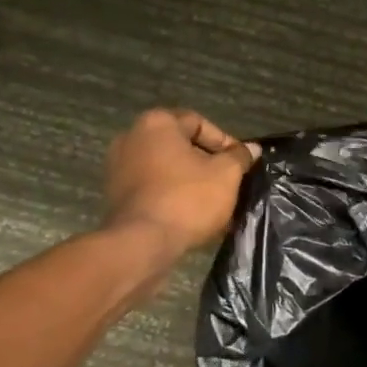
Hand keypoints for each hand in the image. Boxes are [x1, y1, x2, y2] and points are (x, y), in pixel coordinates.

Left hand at [103, 109, 257, 259]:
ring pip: (166, 168)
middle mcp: (131, 137)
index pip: (199, 123)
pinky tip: (191, 214)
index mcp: (156, 123)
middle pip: (180, 145)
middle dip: (207, 163)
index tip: (240, 163)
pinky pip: (152, 186)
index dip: (225, 142)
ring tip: (213, 202)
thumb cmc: (187, 198)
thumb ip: (239, 156)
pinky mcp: (115, 194)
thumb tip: (251, 148)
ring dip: (190, 181)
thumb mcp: (226, 174)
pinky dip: (171, 194)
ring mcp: (118, 167)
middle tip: (228, 182)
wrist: (142, 243)